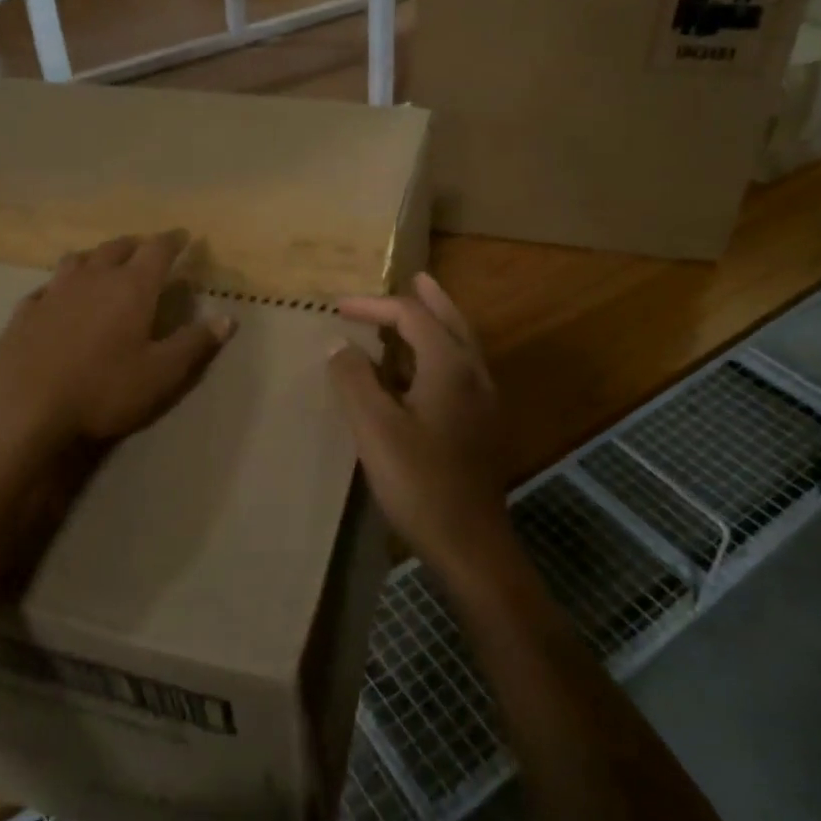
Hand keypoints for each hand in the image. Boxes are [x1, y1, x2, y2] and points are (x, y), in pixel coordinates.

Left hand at [0, 231, 234, 448]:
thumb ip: (195, 343)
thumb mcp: (161, 374)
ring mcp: (54, 292)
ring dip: (96, 257)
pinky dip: (60, 285)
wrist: (23, 408)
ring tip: (103, 264)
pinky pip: (47, 287)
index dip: (173, 240)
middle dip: (136, 245)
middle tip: (146, 249)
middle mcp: (93, 278)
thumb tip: (228, 318)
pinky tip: (57, 297)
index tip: (184, 236)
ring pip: (79, 260)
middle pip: (117, 248)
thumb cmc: (103, 389)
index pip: (158, 250)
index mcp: (131, 287)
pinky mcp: (25, 312)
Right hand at [329, 273, 513, 582]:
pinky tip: (419, 371)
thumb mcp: (374, 429)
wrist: (470, 543)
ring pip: (461, 346)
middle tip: (415, 277)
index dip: (373, 306)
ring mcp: (483, 402)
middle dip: (429, 298)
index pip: (412, 316)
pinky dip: (439, 353)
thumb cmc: (419, 482)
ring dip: (438, 323)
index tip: (337, 307)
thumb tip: (339, 344)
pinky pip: (460, 370)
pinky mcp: (481, 426)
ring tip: (418, 310)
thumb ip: (354, 380)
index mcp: (450, 366)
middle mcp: (474, 374)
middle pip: (451, 321)